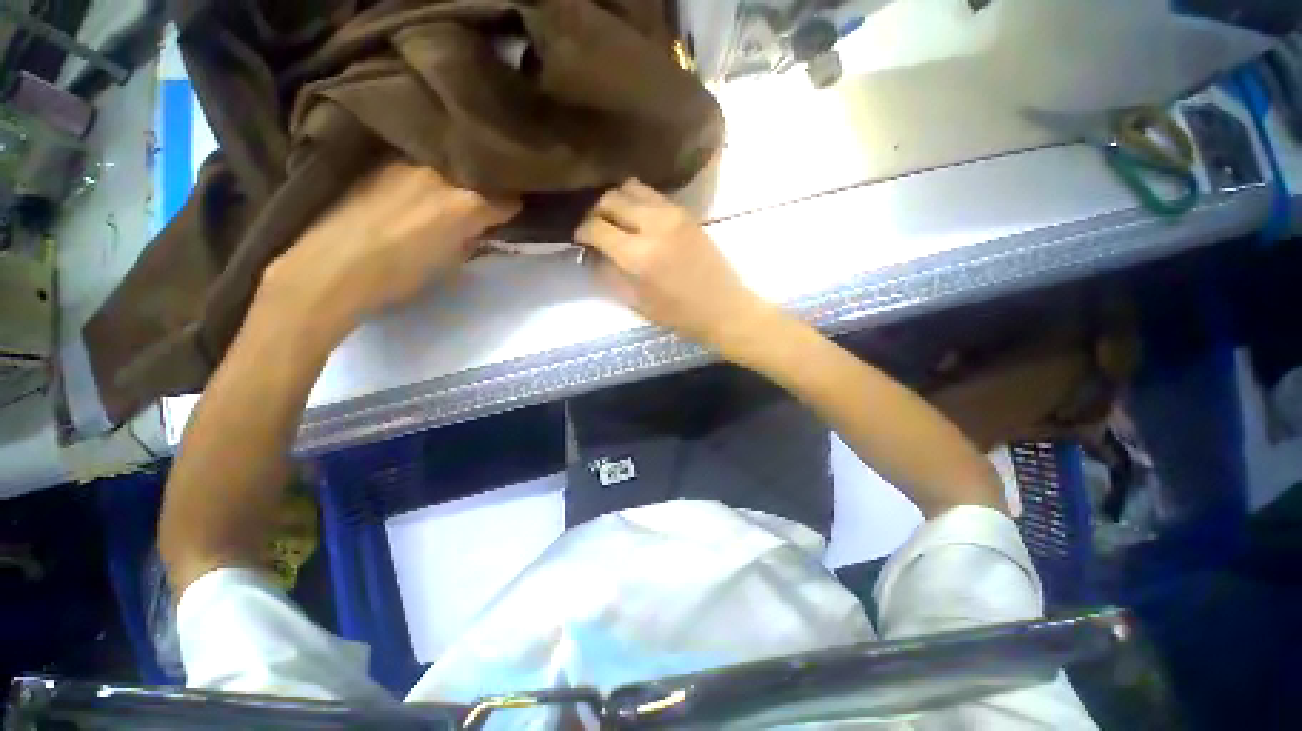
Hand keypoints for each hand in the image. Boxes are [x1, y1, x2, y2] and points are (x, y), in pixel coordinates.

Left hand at [262, 161, 518, 333]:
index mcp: (466, 204)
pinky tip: (422, 185)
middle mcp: (442, 174)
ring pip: (448, 163)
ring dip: (457, 175)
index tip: (511, 213)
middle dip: (487, 186)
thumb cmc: (400, 274)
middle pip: (478, 174)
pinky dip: (429, 172)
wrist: (333, 265)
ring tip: (454, 189)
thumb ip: (471, 238)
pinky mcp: (382, 161)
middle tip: (486, 200)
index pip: (506, 199)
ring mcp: (409, 162)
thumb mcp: (450, 262)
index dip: (511, 207)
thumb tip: (477, 228)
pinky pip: (419, 160)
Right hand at [576, 179, 773, 354]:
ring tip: (615, 220)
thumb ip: (609, 274)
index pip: (596, 227)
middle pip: (610, 199)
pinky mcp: (686, 213)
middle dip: (596, 211)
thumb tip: (591, 253)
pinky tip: (637, 218)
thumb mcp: (637, 302)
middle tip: (595, 228)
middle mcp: (653, 225)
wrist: (723, 307)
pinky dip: (638, 201)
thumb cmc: (679, 315)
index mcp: (638, 256)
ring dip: (617, 201)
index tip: (579, 239)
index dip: (581, 231)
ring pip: (631, 188)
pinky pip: (653, 195)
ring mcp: (672, 215)